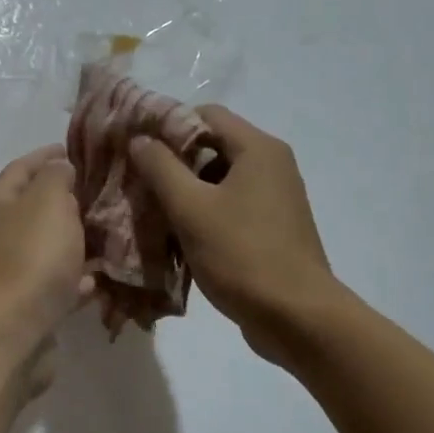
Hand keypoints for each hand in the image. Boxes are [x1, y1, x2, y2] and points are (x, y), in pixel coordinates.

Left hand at [0, 145, 94, 389]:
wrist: (9, 334)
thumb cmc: (29, 258)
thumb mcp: (47, 201)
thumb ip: (56, 178)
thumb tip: (59, 169)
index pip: (22, 167)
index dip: (48, 155)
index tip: (77, 149)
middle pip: (34, 208)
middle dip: (67, 198)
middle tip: (104, 192)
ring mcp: (9, 272)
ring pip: (48, 247)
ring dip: (74, 239)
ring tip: (111, 232)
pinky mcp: (26, 305)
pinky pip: (56, 283)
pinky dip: (76, 277)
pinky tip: (101, 277)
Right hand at [129, 107, 336, 362]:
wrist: (297, 318)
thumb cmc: (241, 254)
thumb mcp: (191, 208)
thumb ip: (160, 168)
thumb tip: (140, 138)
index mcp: (258, 149)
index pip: (206, 114)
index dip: (168, 125)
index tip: (136, 146)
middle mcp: (272, 165)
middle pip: (212, 146)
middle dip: (173, 162)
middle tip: (137, 180)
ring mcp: (275, 198)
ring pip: (218, 180)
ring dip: (185, 191)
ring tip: (151, 211)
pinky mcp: (272, 227)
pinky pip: (230, 206)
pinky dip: (203, 213)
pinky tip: (177, 236)